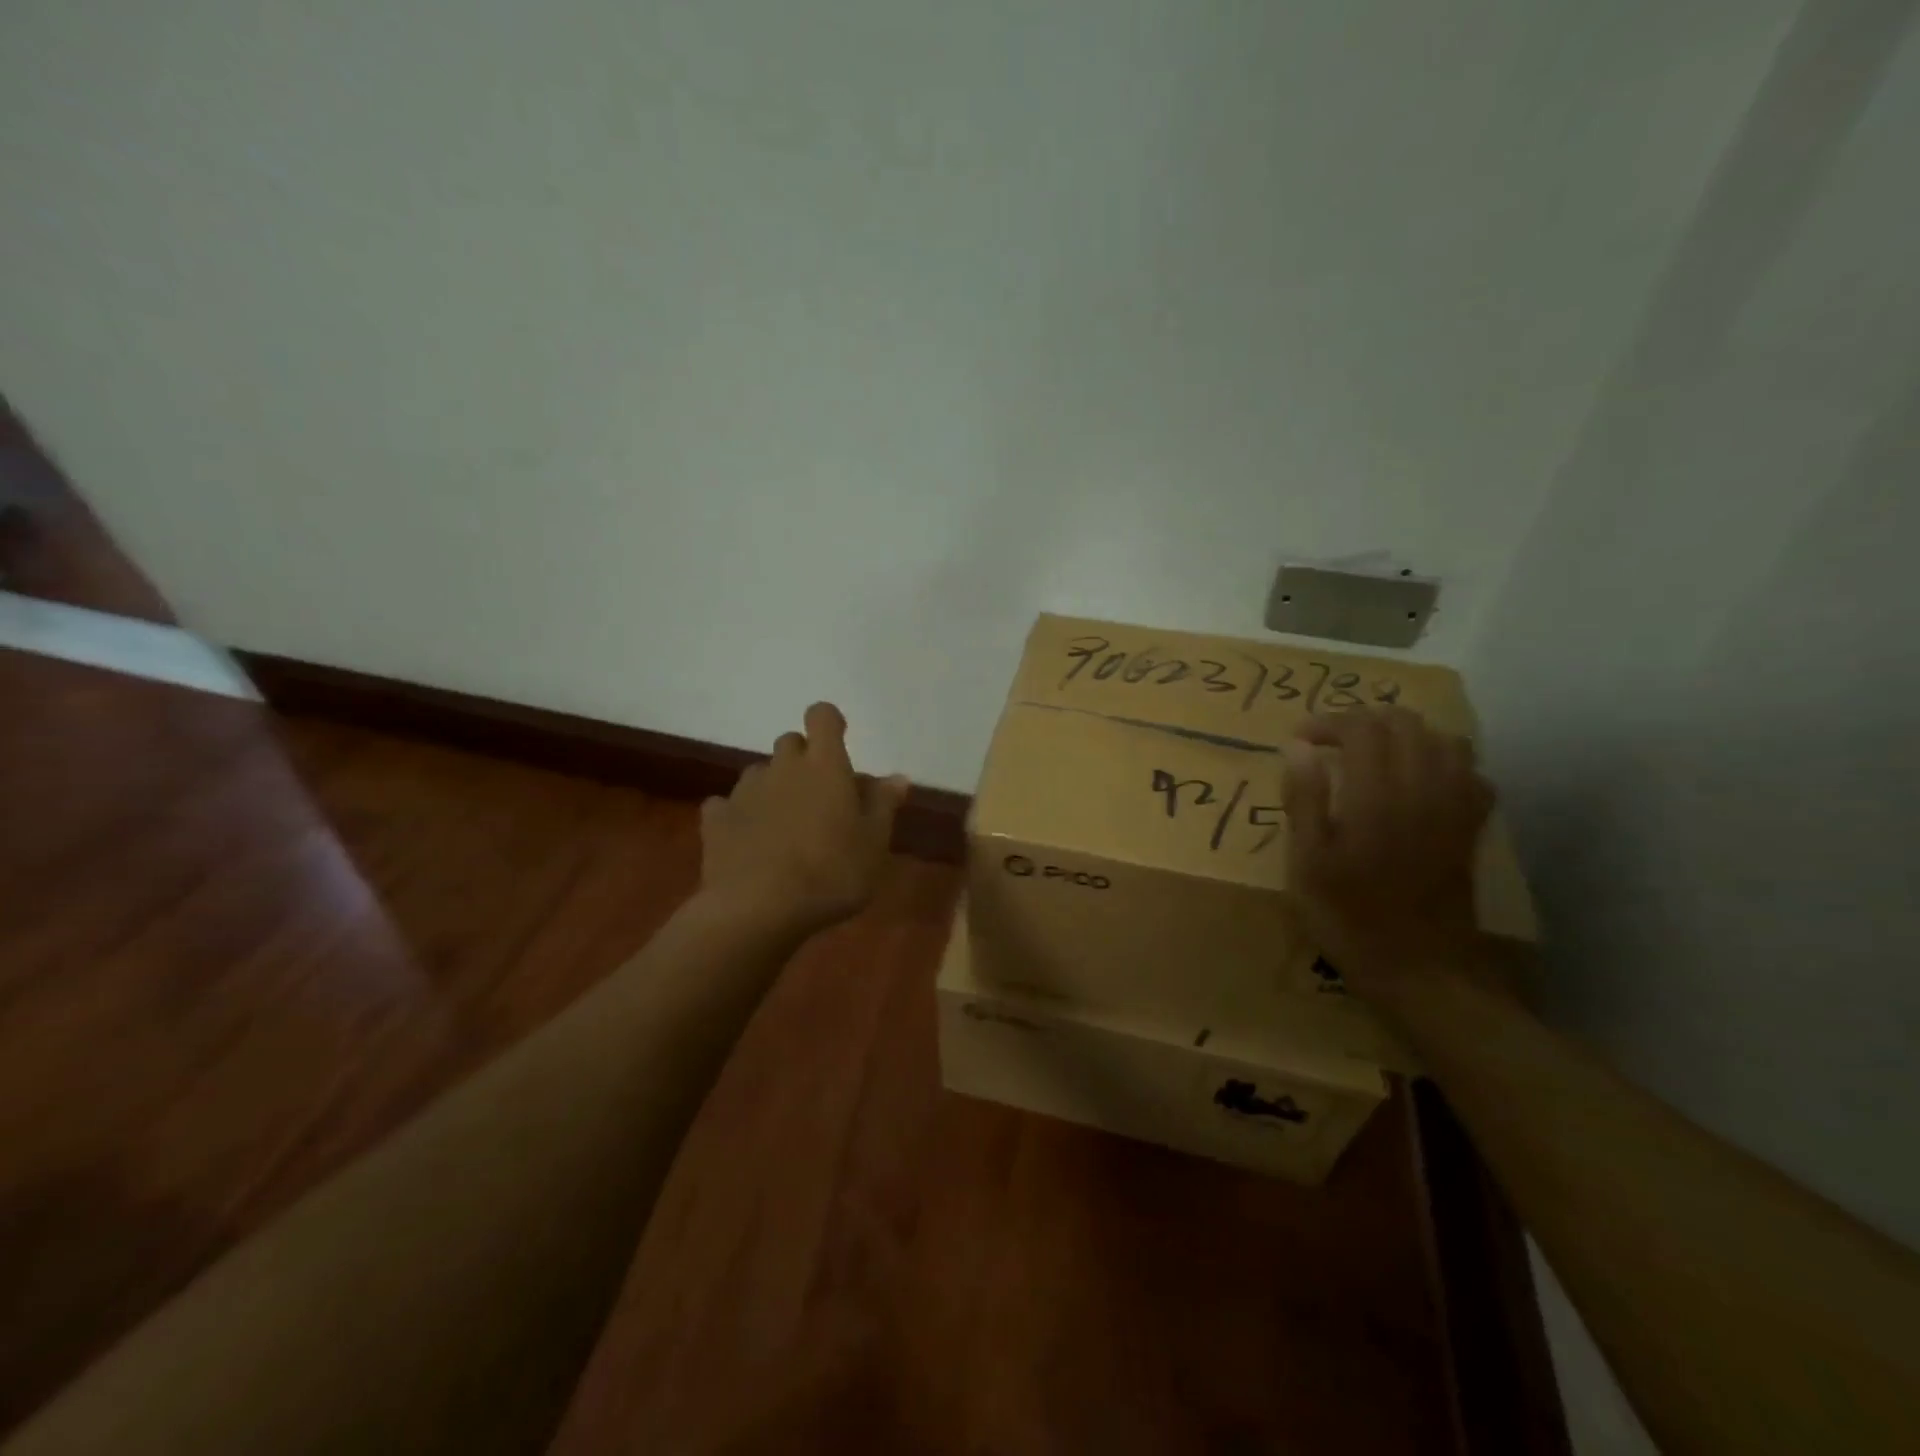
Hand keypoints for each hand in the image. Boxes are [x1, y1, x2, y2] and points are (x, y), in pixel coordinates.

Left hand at [699, 702, 909, 936]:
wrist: (756, 909)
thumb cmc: (830, 873)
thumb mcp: (873, 845)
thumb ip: (883, 805)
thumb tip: (897, 777)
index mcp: (825, 766)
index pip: (822, 717)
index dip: (830, 723)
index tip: (839, 742)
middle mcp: (783, 767)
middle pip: (790, 742)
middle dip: (804, 760)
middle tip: (820, 796)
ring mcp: (745, 791)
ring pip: (760, 773)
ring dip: (774, 787)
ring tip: (785, 824)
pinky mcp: (716, 820)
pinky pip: (728, 805)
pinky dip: (739, 815)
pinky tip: (748, 841)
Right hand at [1281, 707, 1492, 994]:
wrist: (1420, 968)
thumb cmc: (1348, 916)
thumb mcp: (1307, 862)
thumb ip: (1303, 799)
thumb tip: (1297, 747)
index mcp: (1377, 796)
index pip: (1361, 728)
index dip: (1327, 722)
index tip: (1300, 739)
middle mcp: (1422, 789)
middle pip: (1404, 723)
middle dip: (1364, 721)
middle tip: (1331, 743)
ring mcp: (1454, 807)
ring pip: (1443, 740)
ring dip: (1405, 735)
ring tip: (1373, 754)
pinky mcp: (1469, 828)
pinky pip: (1471, 774)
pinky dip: (1442, 762)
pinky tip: (1418, 781)